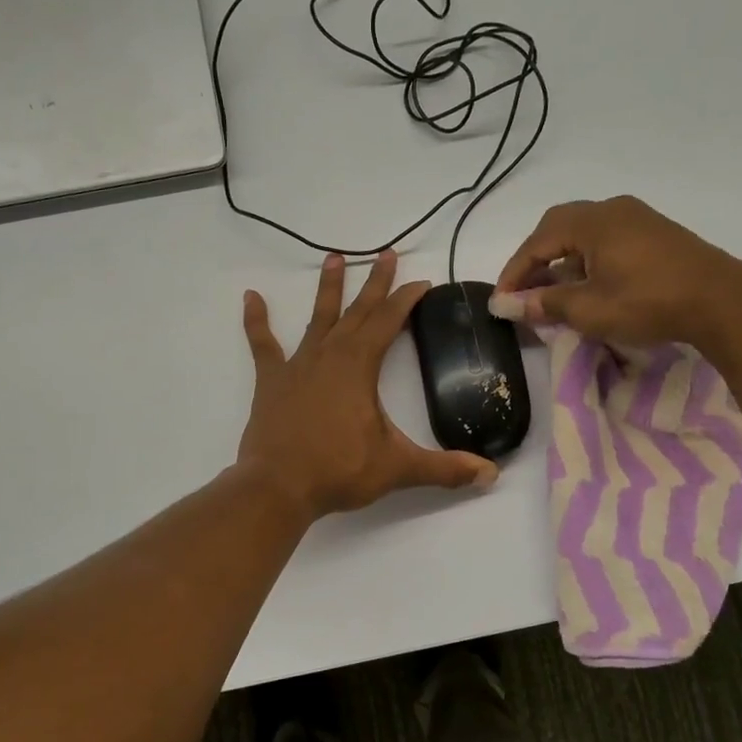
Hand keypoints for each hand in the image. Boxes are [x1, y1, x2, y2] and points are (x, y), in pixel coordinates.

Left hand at [239, 251, 498, 519]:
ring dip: (328, 288)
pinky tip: (251, 297)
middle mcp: (329, 355)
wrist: (277, 487)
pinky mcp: (271, 381)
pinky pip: (263, 345)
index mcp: (359, 366)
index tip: (421, 281)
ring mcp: (297, 365)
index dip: (406, 299)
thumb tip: (490, 475)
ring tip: (334, 257)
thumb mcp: (397, 468)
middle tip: (387, 253)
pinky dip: (256, 321)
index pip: (388, 321)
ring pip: (317, 318)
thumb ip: (444, 469)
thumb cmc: (338, 471)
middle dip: (376, 283)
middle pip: (358, 311)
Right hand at [490, 195, 741, 348]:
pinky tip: (590, 285)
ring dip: (562, 260)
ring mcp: (638, 218)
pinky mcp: (656, 233)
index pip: (537, 242)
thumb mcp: (590, 309)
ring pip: (584, 233)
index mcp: (592, 221)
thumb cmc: (649, 302)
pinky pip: (607, 239)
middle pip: (558, 228)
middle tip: (525, 291)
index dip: (514, 272)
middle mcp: (612, 209)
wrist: (724, 302)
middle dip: (536, 260)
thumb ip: (545, 304)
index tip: (501, 301)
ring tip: (554, 292)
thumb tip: (507, 306)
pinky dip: (587, 260)